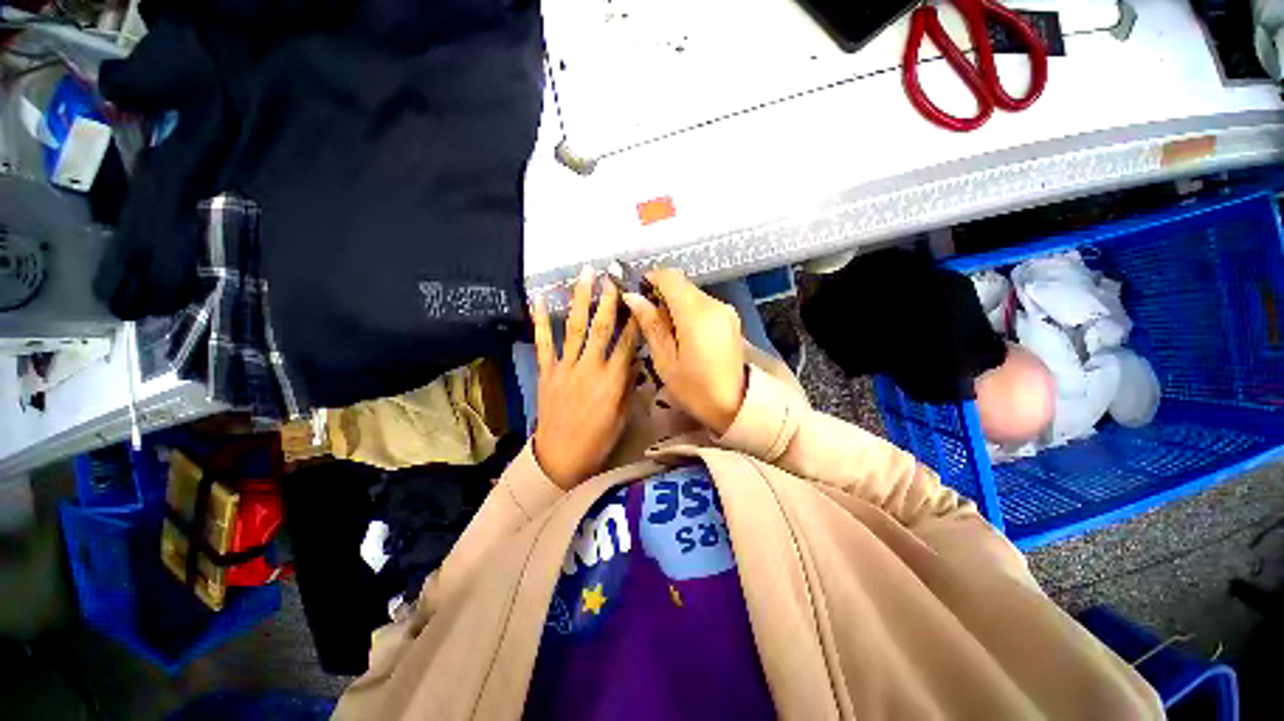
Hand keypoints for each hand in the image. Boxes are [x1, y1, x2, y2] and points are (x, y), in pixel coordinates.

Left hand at [532, 266, 640, 489]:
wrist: (559, 457)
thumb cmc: (597, 440)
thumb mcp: (622, 416)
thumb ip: (628, 386)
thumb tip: (635, 360)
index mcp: (612, 380)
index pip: (627, 342)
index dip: (635, 319)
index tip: (639, 298)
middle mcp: (590, 367)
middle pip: (601, 327)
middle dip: (608, 299)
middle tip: (612, 276)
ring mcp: (565, 367)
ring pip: (575, 327)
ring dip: (580, 299)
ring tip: (584, 275)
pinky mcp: (546, 371)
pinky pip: (543, 342)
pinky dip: (541, 320)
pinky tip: (540, 299)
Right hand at [621, 269, 745, 434]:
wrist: (737, 405)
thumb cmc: (695, 389)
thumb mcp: (665, 360)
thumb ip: (651, 324)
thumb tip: (633, 297)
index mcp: (696, 314)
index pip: (671, 277)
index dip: (650, 279)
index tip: (637, 294)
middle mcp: (714, 304)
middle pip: (682, 285)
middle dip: (661, 294)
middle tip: (648, 318)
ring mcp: (726, 311)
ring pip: (693, 294)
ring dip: (675, 304)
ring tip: (665, 331)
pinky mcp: (731, 319)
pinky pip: (704, 305)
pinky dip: (689, 311)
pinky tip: (683, 334)